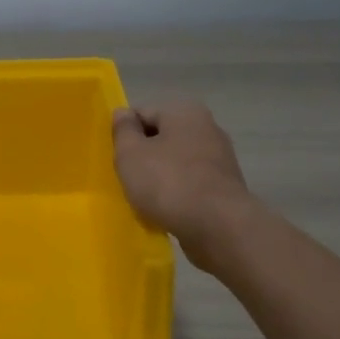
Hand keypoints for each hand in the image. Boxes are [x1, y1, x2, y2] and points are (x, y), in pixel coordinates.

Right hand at [112, 101, 253, 272]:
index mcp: (184, 112)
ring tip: (144, 199)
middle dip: (142, 157)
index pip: (142, 114)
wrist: (217, 227)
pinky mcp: (224, 187)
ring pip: (175, 163)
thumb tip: (123, 113)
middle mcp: (207, 127)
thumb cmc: (168, 183)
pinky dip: (176, 194)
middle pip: (161, 138)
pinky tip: (165, 211)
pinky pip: (190, 184)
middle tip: (126, 179)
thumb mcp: (131, 153)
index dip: (123, 135)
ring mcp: (220, 158)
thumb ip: (123, 130)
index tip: (115, 158)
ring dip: (158, 177)